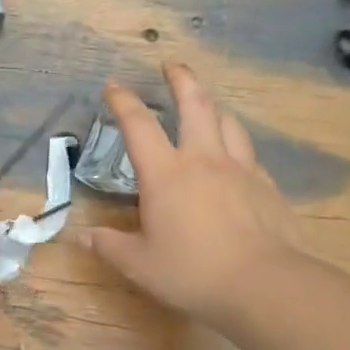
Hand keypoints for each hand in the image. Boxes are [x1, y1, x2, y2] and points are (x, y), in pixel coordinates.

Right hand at [84, 64, 305, 329]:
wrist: (264, 284)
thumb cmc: (192, 272)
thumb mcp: (140, 265)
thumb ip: (110, 246)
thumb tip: (82, 237)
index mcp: (166, 174)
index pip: (139, 125)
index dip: (123, 101)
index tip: (113, 86)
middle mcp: (203, 159)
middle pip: (194, 104)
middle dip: (181, 79)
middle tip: (171, 65)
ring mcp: (240, 169)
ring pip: (228, 122)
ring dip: (213, 106)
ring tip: (206, 105)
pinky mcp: (267, 186)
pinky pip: (249, 153)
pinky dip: (236, 144)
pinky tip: (235, 158)